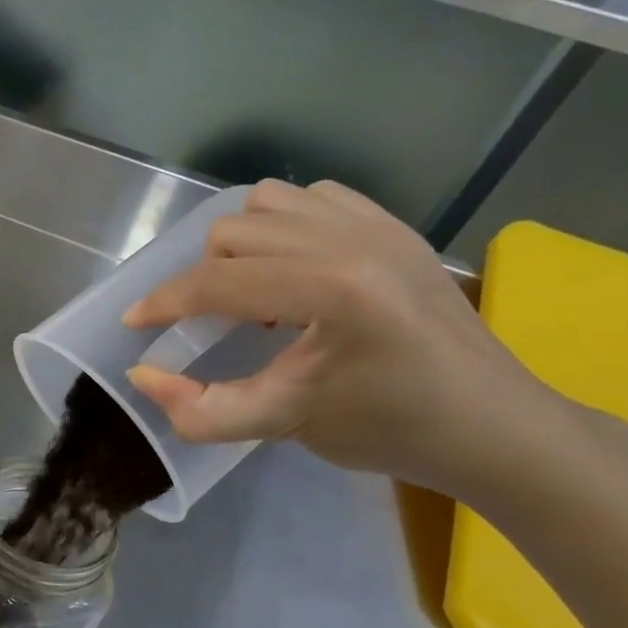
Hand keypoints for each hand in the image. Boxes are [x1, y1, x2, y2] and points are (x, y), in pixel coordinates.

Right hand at [122, 179, 556, 497]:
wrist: (492, 425)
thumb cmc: (389, 430)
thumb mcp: (284, 425)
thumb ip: (202, 408)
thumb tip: (142, 376)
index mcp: (330, 289)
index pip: (217, 282)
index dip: (164, 303)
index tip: (136, 324)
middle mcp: (351, 240)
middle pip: (232, 233)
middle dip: (203, 278)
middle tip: (210, 324)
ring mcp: (378, 225)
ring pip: (267, 203)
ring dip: (240, 244)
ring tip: (253, 291)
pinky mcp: (395, 226)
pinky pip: (314, 197)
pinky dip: (284, 225)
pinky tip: (294, 269)